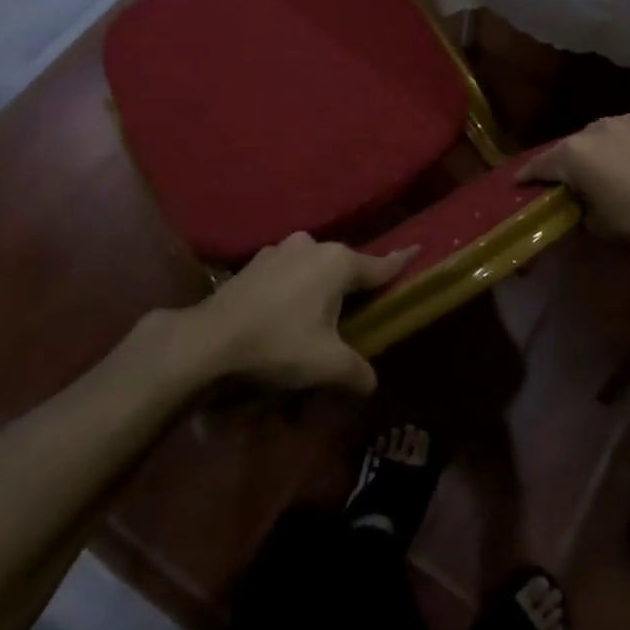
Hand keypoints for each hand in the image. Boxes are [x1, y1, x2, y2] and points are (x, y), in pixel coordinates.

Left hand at [190, 233, 414, 395]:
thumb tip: (371, 383)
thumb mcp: (326, 365)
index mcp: (338, 263)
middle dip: (354, 285)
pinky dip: (293, 286)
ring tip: (317, 314)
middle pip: (346, 266)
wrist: (210, 339)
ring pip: (314, 266)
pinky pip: (288, 271)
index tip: (419, 248)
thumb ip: (357, 373)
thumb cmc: (279, 344)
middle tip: (359, 309)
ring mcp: (281, 249)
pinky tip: (283, 310)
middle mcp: (314, 245)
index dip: (402, 261)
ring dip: (320, 284)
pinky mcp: (255, 261)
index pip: (380, 265)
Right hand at [517, 114, 629, 249]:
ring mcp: (626, 123)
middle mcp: (595, 130)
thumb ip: (581, 209)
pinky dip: (623, 146)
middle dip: (564, 161)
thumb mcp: (596, 226)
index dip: (527, 174)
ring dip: (595, 148)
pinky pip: (628, 135)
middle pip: (570, 146)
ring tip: (600, 165)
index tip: (517, 181)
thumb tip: (583, 204)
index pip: (541, 164)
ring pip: (600, 134)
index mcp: (573, 154)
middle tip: (564, 178)